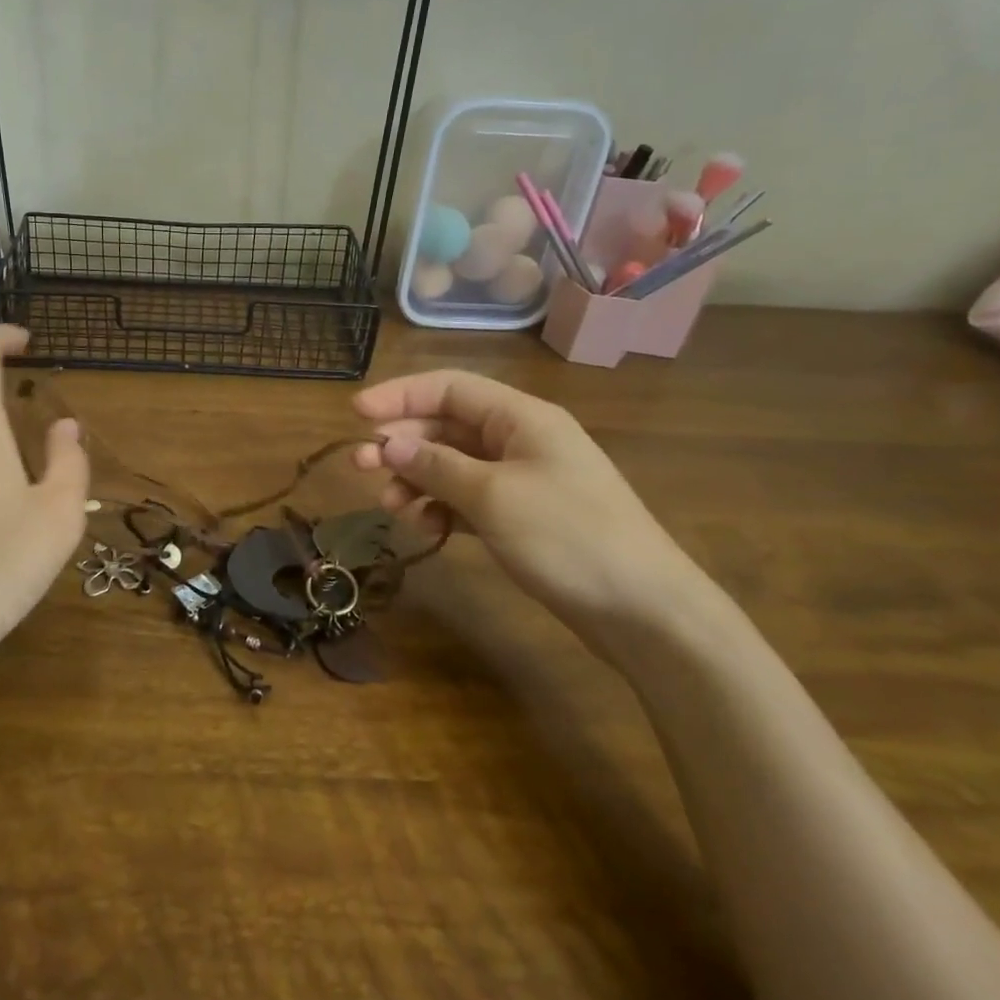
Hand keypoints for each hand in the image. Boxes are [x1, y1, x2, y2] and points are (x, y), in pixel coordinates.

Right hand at [352, 370, 717, 659]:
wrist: (644, 611)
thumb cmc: (568, 537)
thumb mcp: (493, 496)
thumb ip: (436, 465)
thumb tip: (387, 444)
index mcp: (522, 418)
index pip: (449, 387)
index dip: (400, 395)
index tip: (356, 413)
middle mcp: (520, 440)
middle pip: (447, 426)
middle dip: (403, 444)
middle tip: (360, 467)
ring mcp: (522, 480)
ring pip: (452, 465)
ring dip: (417, 480)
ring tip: (390, 507)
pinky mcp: (522, 517)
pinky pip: (467, 499)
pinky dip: (441, 509)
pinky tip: (425, 529)